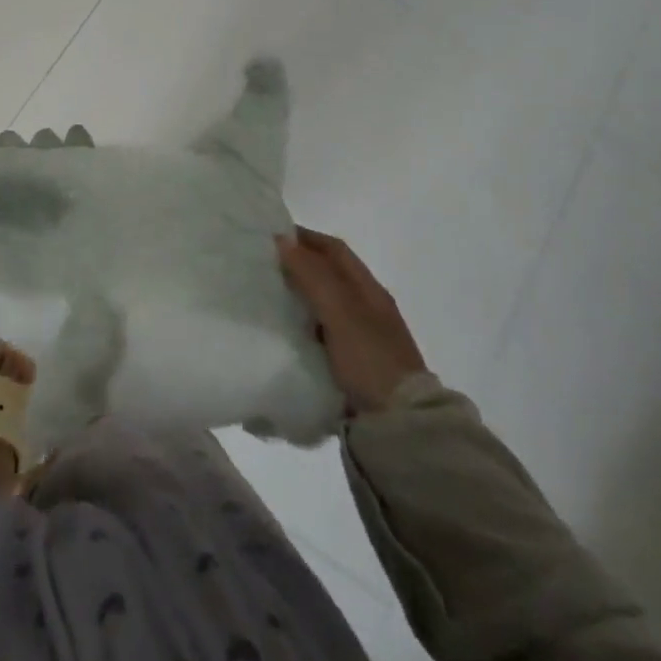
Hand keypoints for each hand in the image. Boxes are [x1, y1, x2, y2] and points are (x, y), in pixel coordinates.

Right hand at [277, 227, 426, 412]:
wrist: (399, 425)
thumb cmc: (370, 359)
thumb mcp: (340, 312)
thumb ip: (312, 276)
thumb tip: (282, 240)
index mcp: (369, 290)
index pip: (334, 250)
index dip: (305, 237)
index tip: (270, 236)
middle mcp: (367, 308)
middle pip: (328, 274)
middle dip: (297, 264)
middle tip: (260, 263)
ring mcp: (360, 336)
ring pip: (322, 302)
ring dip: (297, 293)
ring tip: (263, 292)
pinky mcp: (350, 362)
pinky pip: (319, 330)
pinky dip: (300, 322)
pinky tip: (281, 329)